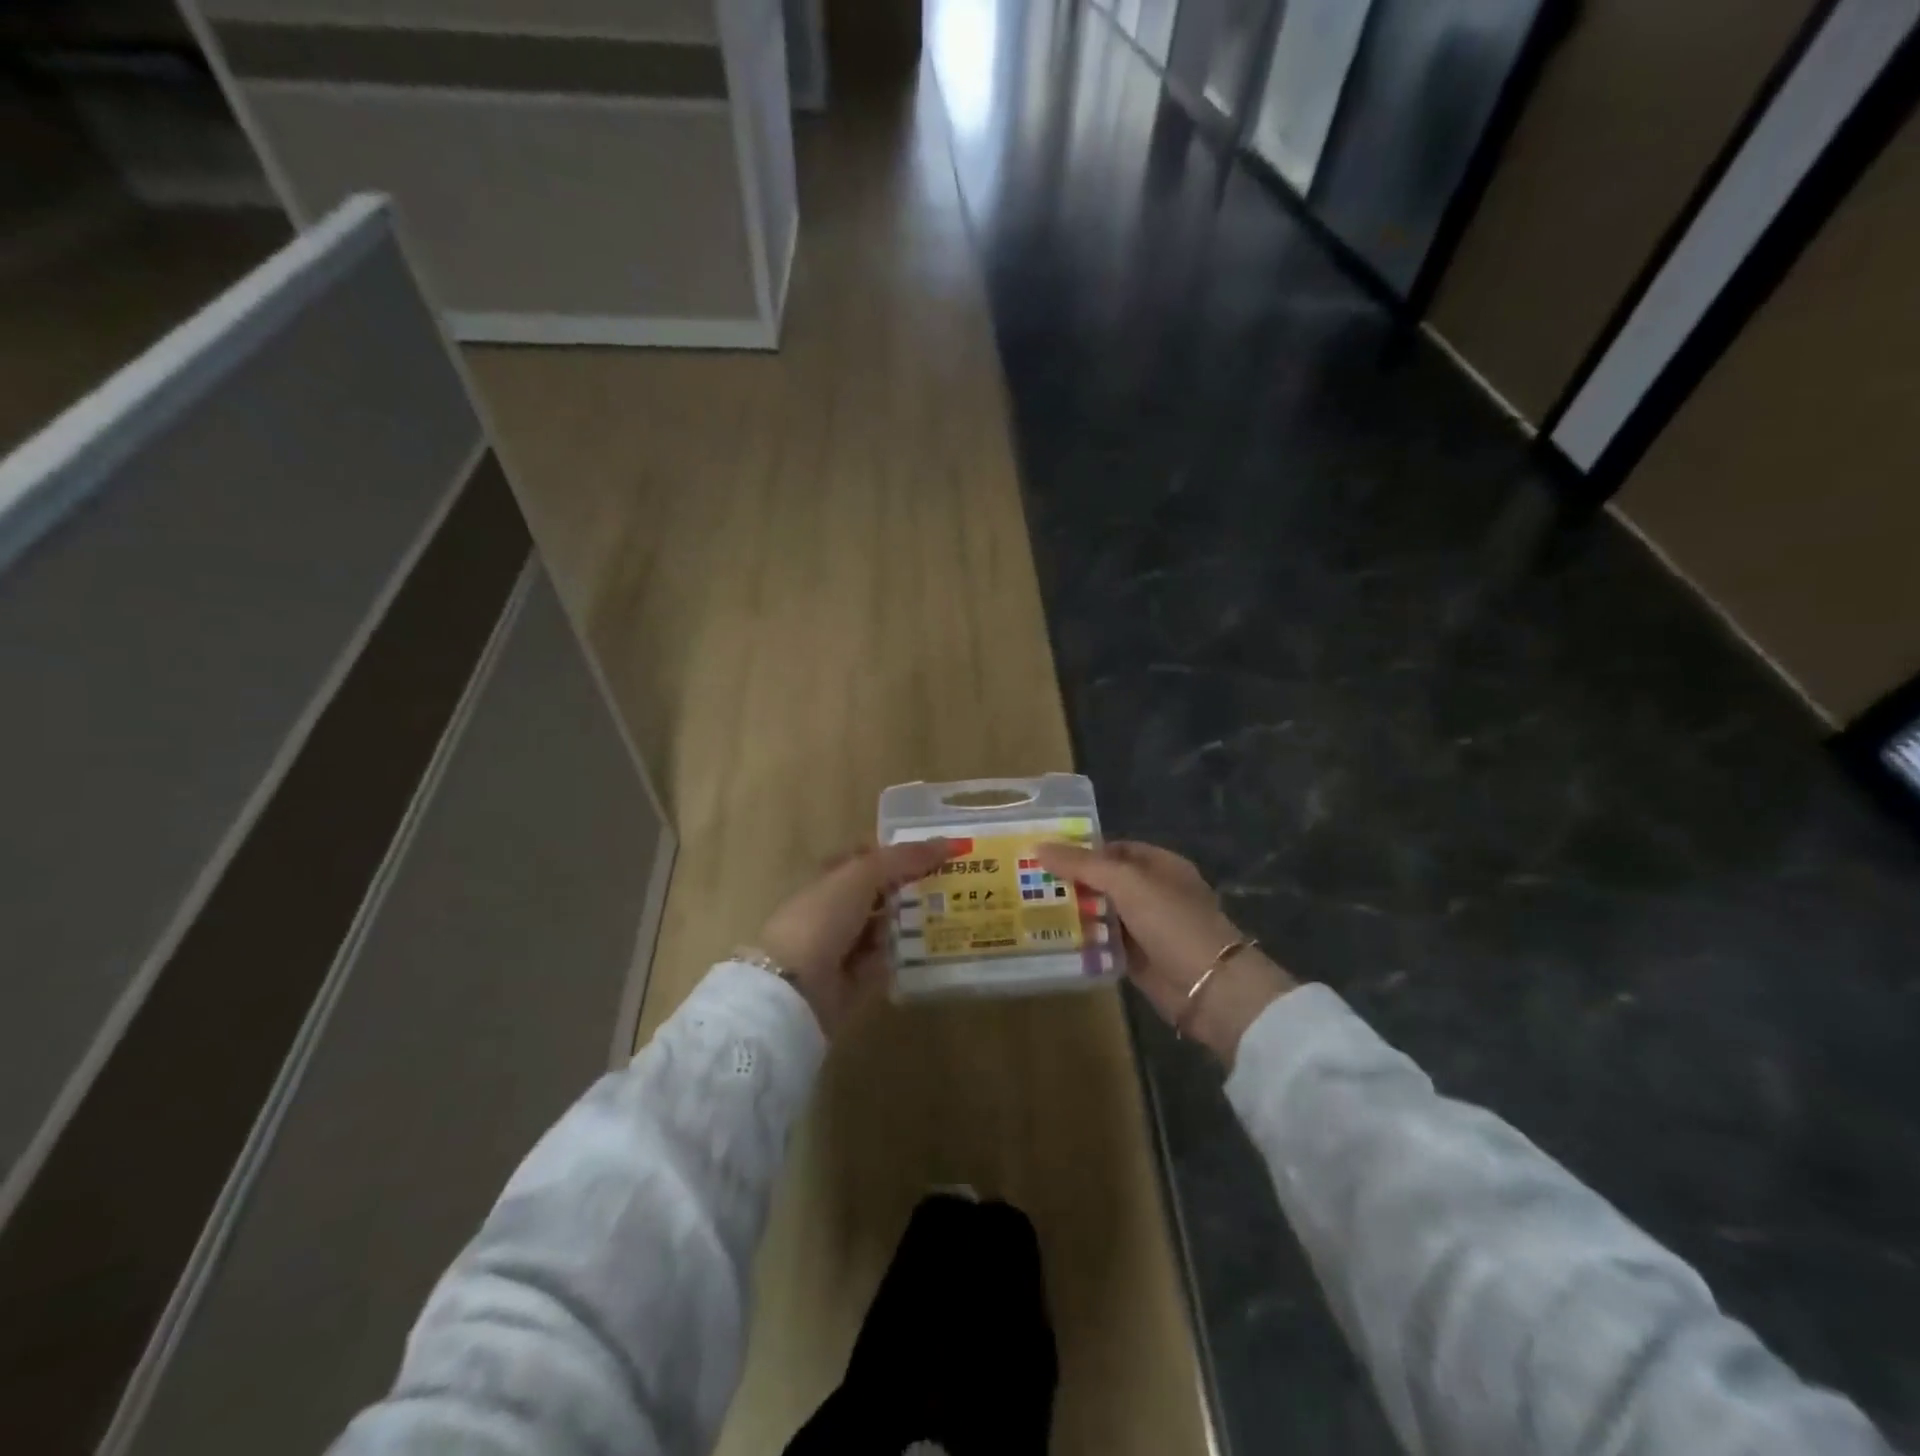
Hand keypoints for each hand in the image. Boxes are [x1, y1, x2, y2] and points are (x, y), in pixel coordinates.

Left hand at [754, 839, 951, 1036]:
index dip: (898, 855)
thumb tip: (948, 843)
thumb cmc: (823, 917)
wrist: (795, 985)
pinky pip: (888, 961)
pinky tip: (935, 949)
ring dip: (913, 923)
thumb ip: (904, 858)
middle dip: (912, 889)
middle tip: (954, 886)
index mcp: (831, 878)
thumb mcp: (863, 874)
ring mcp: (846, 945)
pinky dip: (906, 956)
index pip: (868, 859)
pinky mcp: (856, 979)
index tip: (937, 854)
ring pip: (887, 927)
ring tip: (954, 915)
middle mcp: (838, 908)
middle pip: (881, 894)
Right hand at [1036, 841, 1294, 1065]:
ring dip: (1073, 912)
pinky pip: (1104, 943)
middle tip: (1027, 881)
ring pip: (1101, 913)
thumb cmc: (1172, 922)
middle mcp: (1152, 893)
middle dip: (1071, 881)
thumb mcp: (1126, 883)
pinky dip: (1082, 940)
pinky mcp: (1137, 959)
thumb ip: (1083, 865)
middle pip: (1104, 881)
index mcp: (1160, 865)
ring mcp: (1146, 927)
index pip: (1113, 850)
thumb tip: (1039, 847)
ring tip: (1028, 907)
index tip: (1043, 854)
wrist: (1210, 988)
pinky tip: (1049, 938)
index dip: (1080, 850)